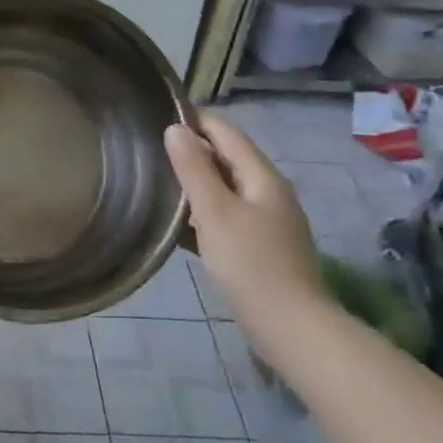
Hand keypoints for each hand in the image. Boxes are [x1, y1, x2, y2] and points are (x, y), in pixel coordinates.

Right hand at [164, 116, 328, 351]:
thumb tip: (175, 128)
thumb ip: (194, 168)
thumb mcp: (214, 211)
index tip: (159, 115)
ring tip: (158, 183)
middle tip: (151, 150)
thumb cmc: (250, 263)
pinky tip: (180, 224)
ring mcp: (269, 222)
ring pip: (227, 189)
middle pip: (228, 159)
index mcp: (262, 177)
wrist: (291, 327)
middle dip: (193, 151)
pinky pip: (228, 216)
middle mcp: (270, 192)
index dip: (195, 120)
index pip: (226, 133)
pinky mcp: (263, 247)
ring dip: (196, 183)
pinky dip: (204, 212)